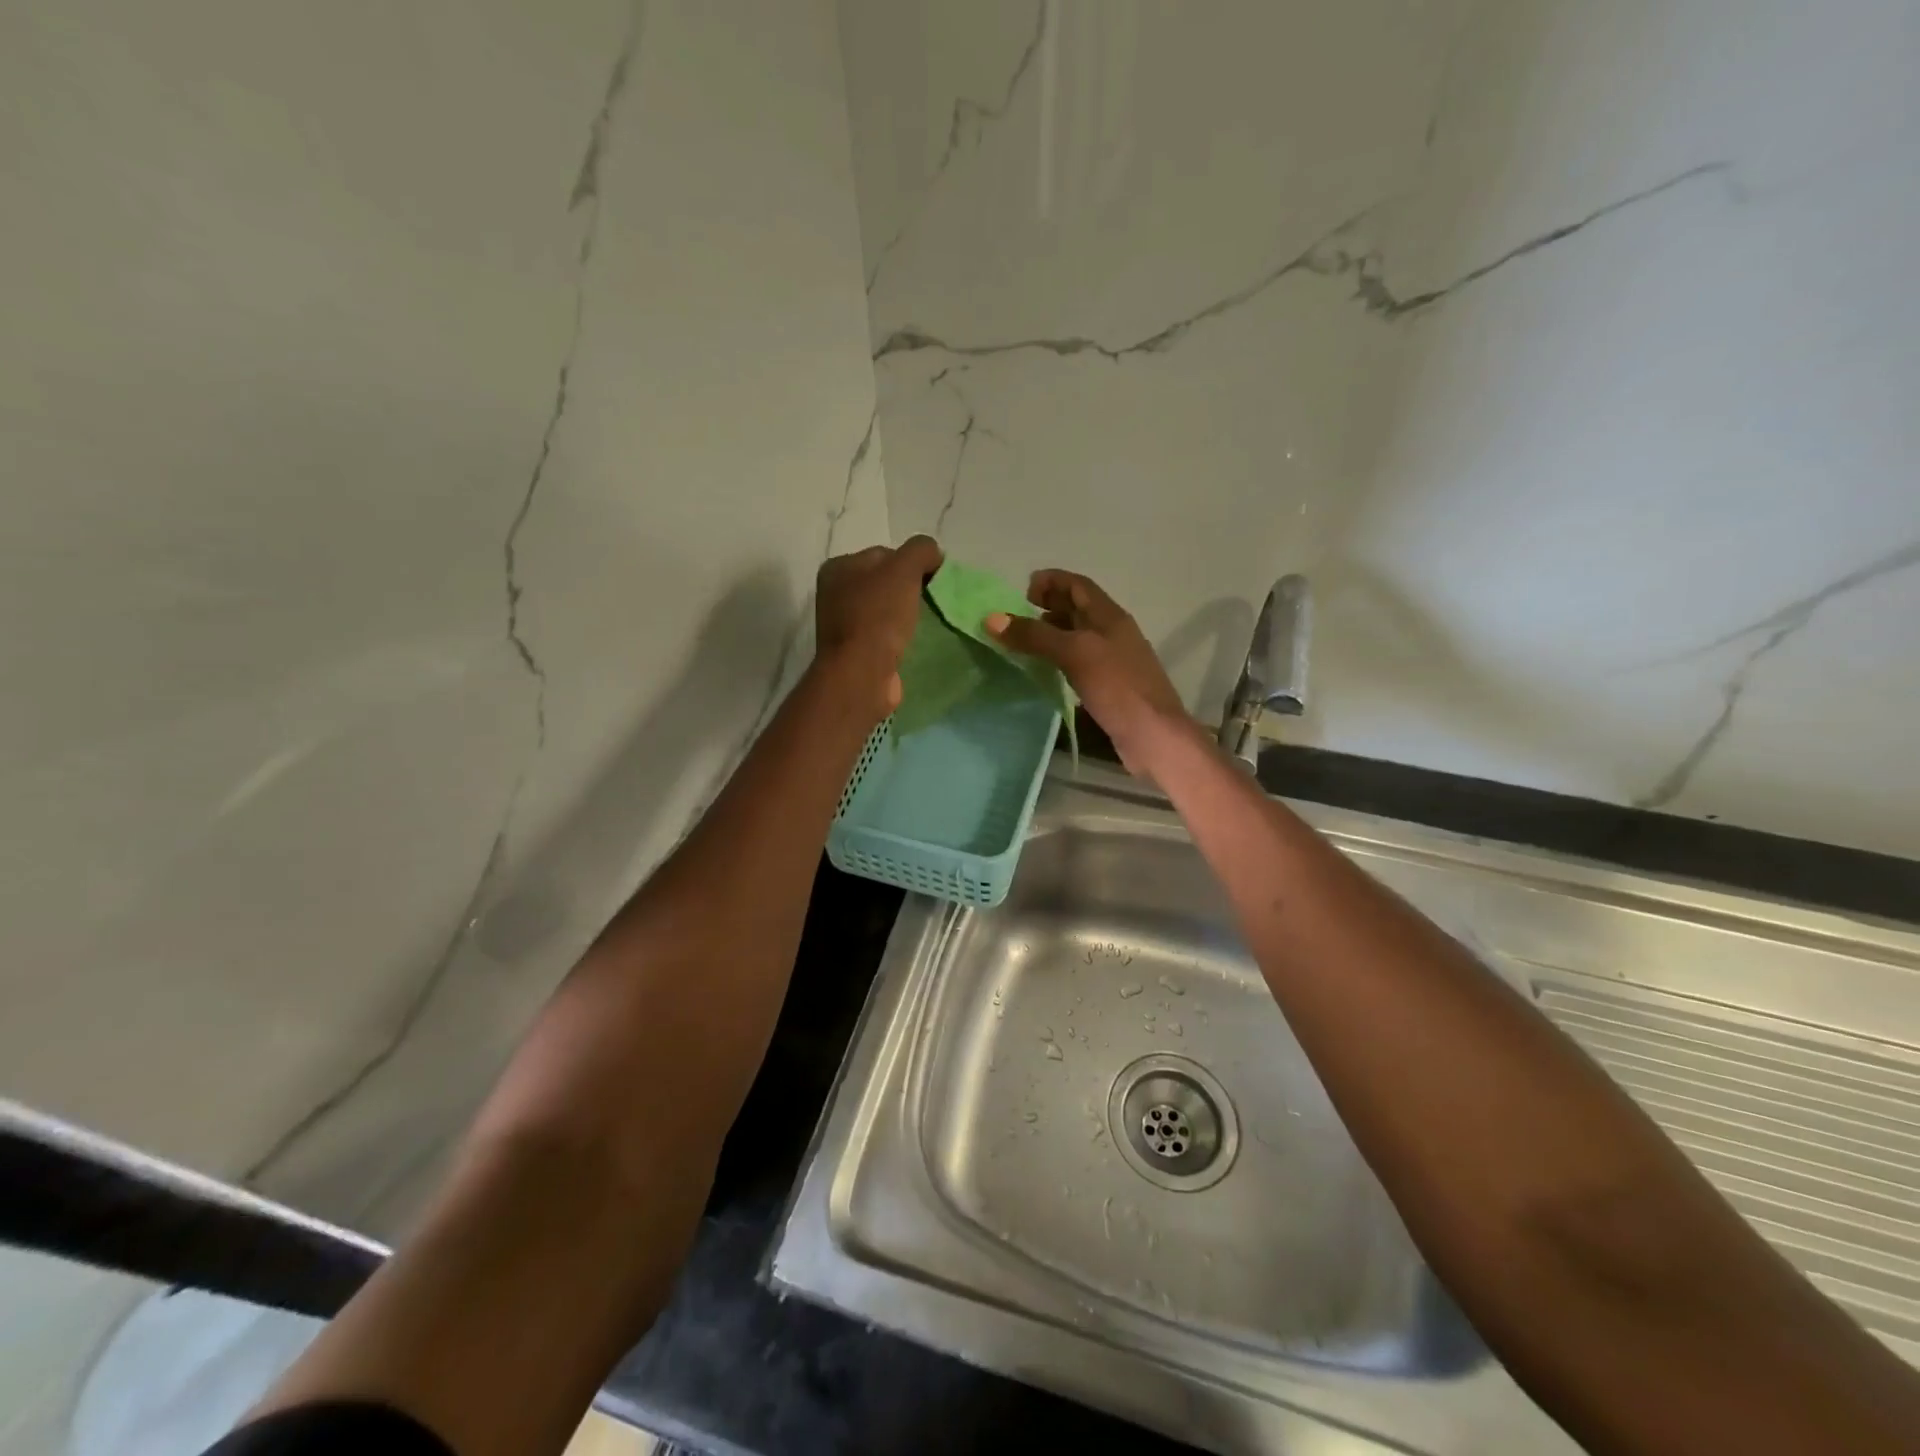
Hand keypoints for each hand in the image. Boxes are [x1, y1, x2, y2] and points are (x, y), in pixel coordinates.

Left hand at [815, 535, 942, 717]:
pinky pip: (885, 634)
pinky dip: (900, 636)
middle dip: (910, 589)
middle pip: (885, 582)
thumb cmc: (879, 616)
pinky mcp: (856, 651)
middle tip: (932, 601)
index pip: (885, 554)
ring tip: (926, 622)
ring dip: (906, 614)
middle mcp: (835, 593)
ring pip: (885, 609)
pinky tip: (913, 641)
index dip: (912, 563)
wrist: (862, 674)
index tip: (933, 580)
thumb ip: (921, 550)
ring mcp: (844, 624)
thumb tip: (934, 555)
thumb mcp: (904, 568)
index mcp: (839, 567)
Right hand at [987, 570, 1191, 778]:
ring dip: (1052, 633)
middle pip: (1079, 609)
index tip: (1023, 590)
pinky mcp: (1110, 687)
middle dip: (1049, 605)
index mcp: (1110, 617)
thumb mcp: (1074, 654)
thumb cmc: (1117, 687)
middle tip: (1017, 615)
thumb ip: (1034, 636)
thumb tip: (992, 619)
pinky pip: (1080, 663)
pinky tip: (1044, 671)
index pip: (1079, 585)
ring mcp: (1113, 661)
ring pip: (1078, 637)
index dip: (1052, 580)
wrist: (1154, 735)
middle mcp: (1113, 634)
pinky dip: (1059, 659)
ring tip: (1024, 642)